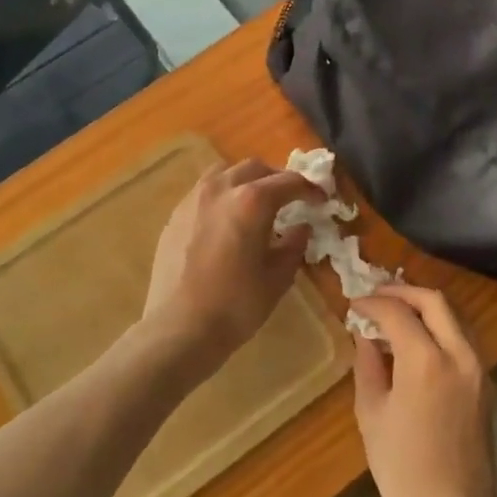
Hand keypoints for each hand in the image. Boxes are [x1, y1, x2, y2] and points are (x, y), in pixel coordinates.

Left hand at [143, 158, 320, 359]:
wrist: (179, 328)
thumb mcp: (277, 278)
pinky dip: (222, 196)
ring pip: (225, 173)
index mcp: (252, 201)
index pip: (289, 182)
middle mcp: (221, 189)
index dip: (310, 189)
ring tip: (256, 204)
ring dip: (246, 181)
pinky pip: (204, 192)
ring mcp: (193, 199)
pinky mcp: (175, 215)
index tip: (321, 200)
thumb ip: (294, 245)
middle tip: (290, 200)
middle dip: (277, 179)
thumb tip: (301, 228)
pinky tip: (226, 221)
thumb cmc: (236, 305)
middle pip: (255, 168)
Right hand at [350, 284, 496, 496]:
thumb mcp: (371, 414)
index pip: (398, 311)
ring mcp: (479, 368)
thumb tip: (366, 334)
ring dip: (425, 306)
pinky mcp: (486, 383)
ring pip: (454, 316)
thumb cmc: (403, 470)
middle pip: (435, 300)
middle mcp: (459, 354)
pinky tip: (416, 341)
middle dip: (403, 291)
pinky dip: (440, 327)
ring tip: (395, 314)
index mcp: (426, 361)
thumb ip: (368, 364)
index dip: (373, 302)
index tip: (354, 305)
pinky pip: (463, 338)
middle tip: (376, 297)